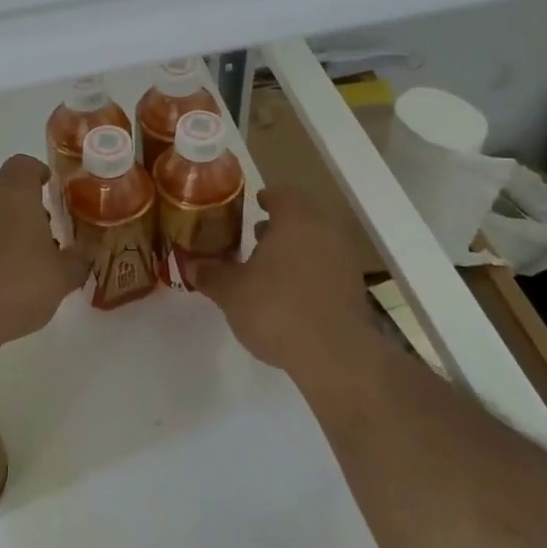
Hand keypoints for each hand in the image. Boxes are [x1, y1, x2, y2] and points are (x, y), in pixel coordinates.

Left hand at [0, 156, 88, 356]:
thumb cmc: (14, 284)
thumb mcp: (60, 278)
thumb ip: (76, 262)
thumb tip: (80, 256)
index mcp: (13, 191)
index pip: (26, 165)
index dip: (41, 175)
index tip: (53, 192)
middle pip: (6, 191)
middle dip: (26, 210)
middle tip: (47, 239)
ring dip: (5, 233)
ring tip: (24, 268)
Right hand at [192, 184, 376, 372]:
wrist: (335, 354)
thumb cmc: (277, 309)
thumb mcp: (231, 292)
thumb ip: (211, 274)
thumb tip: (192, 265)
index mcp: (296, 219)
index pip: (283, 193)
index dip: (267, 197)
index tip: (255, 205)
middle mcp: (325, 230)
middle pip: (303, 216)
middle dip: (280, 224)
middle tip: (256, 236)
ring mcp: (345, 258)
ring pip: (317, 240)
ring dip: (296, 247)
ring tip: (270, 266)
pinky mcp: (355, 287)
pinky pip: (328, 265)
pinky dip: (310, 269)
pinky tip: (291, 291)